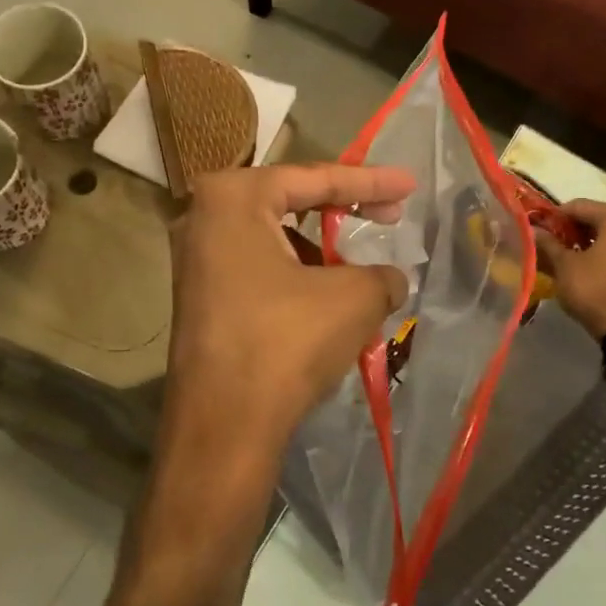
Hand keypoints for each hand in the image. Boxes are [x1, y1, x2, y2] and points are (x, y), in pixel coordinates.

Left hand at [146, 164, 411, 551]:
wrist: (224, 427)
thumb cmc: (286, 342)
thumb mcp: (354, 298)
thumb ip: (382, 275)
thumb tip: (392, 279)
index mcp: (234, 197)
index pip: (315, 178)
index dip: (370, 181)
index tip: (409, 186)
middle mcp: (203, 217)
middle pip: (291, 201)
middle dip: (343, 209)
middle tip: (390, 216)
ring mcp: (195, 260)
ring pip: (275, 240)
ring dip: (322, 252)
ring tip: (362, 274)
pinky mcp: (199, 298)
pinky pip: (259, 269)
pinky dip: (298, 277)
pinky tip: (329, 304)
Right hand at [535, 199, 605, 338]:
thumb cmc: (594, 288)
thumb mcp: (564, 265)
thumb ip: (548, 244)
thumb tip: (533, 231)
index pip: (578, 207)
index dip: (555, 217)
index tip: (538, 229)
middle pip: (596, 220)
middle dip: (571, 231)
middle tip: (550, 244)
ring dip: (586, 244)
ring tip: (565, 258)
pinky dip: (601, 257)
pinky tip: (584, 270)